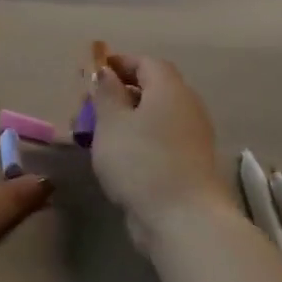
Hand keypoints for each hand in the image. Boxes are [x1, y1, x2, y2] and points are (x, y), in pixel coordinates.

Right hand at [87, 55, 232, 233]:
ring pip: (155, 116)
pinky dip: (139, 138)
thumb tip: (105, 72)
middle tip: (89, 106)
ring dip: (127, 118)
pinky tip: (118, 156)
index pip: (147, 63)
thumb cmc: (140, 161)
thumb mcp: (111, 123)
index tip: (93, 72)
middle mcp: (187, 107)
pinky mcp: (190, 163)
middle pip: (153, 89)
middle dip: (120, 92)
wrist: (182, 218)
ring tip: (97, 133)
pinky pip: (160, 138)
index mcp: (170, 90)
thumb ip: (106, 93)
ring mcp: (192, 137)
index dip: (120, 63)